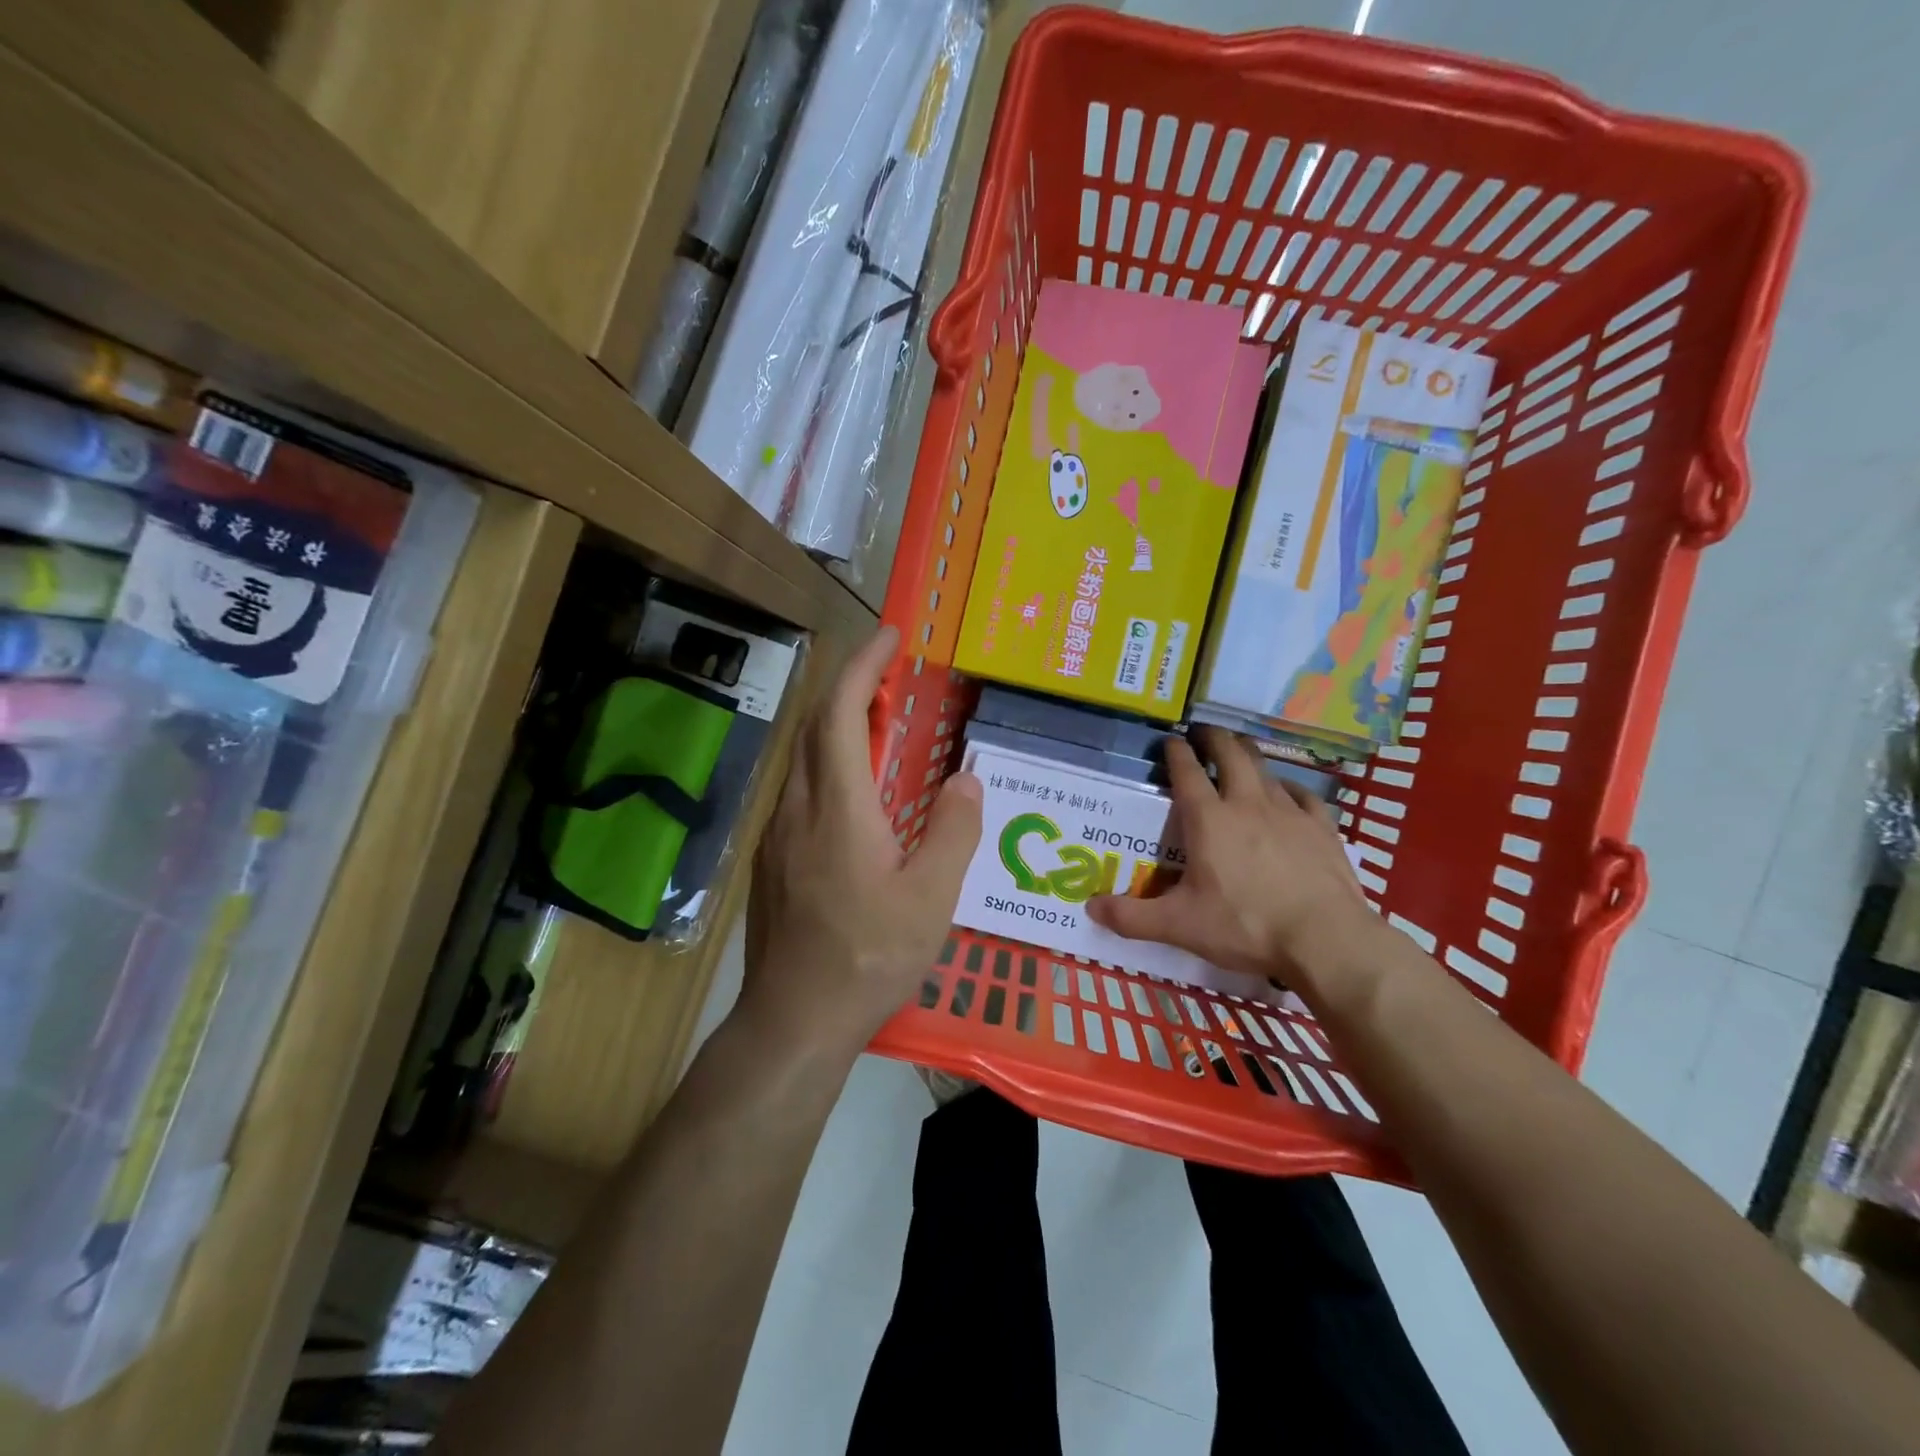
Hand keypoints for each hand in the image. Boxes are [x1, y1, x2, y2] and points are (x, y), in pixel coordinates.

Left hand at [738, 626, 981, 1054]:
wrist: (792, 1020)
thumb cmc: (867, 958)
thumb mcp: (931, 900)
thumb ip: (952, 832)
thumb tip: (965, 780)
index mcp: (838, 808)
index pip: (839, 713)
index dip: (862, 666)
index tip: (890, 637)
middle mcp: (798, 808)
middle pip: (815, 725)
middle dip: (851, 686)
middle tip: (892, 677)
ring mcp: (777, 834)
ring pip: (803, 757)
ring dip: (838, 725)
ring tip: (880, 724)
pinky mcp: (772, 858)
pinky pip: (800, 789)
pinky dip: (828, 763)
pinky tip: (855, 793)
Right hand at [1086, 726, 1373, 989]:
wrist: (1326, 940)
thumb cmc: (1245, 926)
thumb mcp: (1179, 926)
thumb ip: (1132, 917)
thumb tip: (1089, 909)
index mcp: (1209, 820)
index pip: (1187, 772)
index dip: (1176, 753)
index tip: (1170, 741)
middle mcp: (1247, 804)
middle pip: (1231, 755)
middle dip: (1215, 739)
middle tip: (1204, 732)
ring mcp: (1289, 813)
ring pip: (1266, 770)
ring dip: (1249, 756)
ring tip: (1240, 751)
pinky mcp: (1322, 828)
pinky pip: (1304, 796)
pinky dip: (1290, 788)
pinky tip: (1288, 793)